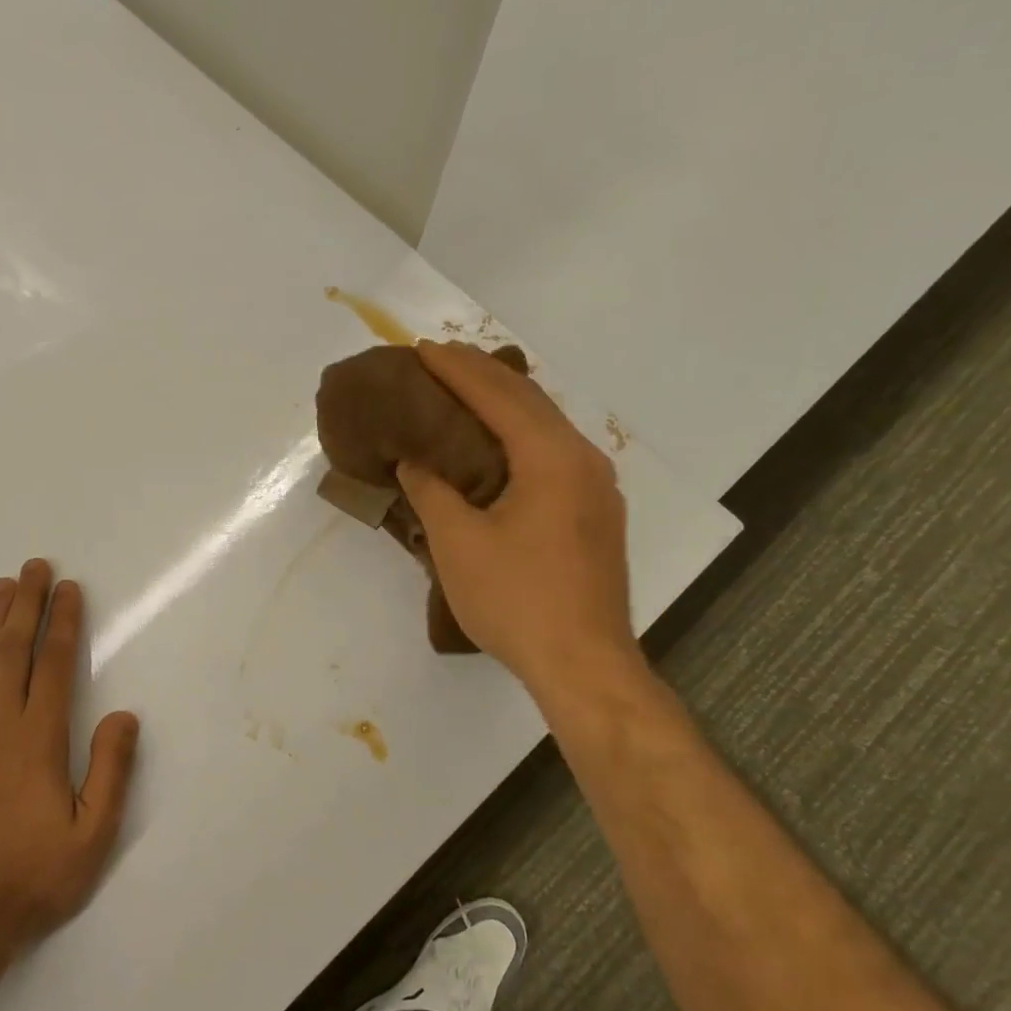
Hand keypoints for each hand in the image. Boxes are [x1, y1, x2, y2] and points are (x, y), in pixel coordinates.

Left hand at [0, 560, 139, 958]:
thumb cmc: (35, 877)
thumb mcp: (93, 835)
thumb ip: (111, 771)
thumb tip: (124, 715)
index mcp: (39, 740)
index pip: (53, 665)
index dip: (63, 622)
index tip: (69, 588)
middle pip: (13, 652)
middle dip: (26, 605)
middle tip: (34, 566)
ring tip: (1, 587)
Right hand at [397, 342, 648, 721]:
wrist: (583, 662)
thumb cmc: (516, 599)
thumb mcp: (457, 542)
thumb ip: (431, 490)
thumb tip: (414, 459)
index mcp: (551, 457)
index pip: (498, 396)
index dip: (456, 370)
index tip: (422, 349)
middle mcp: (582, 459)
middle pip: (529, 401)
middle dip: (482, 376)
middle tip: (439, 360)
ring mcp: (597, 487)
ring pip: (545, 426)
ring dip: (504, 404)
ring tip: (464, 393)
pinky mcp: (595, 514)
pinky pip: (553, 454)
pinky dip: (520, 435)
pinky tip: (499, 446)